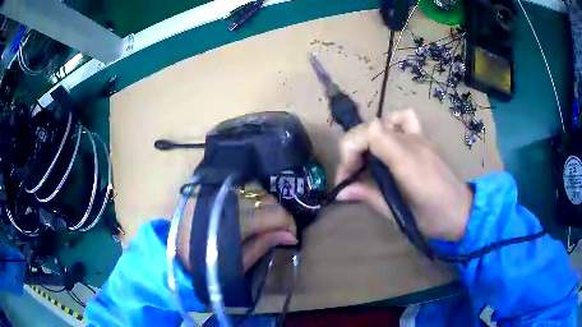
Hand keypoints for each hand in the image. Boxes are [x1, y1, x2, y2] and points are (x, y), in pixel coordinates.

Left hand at [177, 194, 296, 272]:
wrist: (176, 254)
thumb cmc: (209, 264)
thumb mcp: (240, 261)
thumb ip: (265, 243)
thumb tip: (291, 236)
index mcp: (240, 219)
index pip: (276, 214)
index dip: (288, 224)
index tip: (290, 236)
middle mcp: (231, 198)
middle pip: (267, 199)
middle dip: (276, 215)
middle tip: (275, 230)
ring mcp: (221, 190)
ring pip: (254, 189)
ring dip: (262, 204)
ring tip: (259, 221)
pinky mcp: (211, 188)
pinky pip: (238, 186)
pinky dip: (248, 197)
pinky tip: (245, 209)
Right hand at [335, 109, 472, 241]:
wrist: (463, 212)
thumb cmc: (435, 220)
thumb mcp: (400, 215)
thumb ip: (370, 197)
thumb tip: (341, 193)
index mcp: (407, 162)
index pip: (370, 133)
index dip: (351, 150)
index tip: (347, 177)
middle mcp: (412, 143)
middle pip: (371, 128)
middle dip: (353, 150)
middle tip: (351, 177)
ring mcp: (419, 138)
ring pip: (383, 123)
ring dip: (367, 141)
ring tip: (366, 164)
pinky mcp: (424, 140)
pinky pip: (405, 118)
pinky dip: (391, 124)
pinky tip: (388, 142)